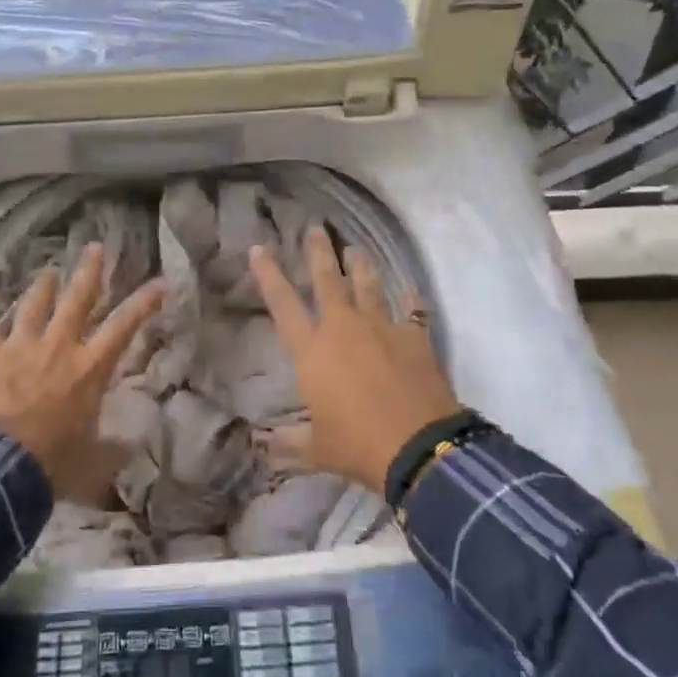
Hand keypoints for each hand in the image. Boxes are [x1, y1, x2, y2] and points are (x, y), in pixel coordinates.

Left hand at [0, 244, 163, 501]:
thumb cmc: (51, 462)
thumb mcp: (93, 461)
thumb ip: (113, 447)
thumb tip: (133, 443)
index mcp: (89, 367)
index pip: (124, 326)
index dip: (144, 302)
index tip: (159, 282)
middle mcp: (59, 346)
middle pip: (78, 299)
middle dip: (89, 271)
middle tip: (95, 247)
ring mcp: (21, 346)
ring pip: (35, 304)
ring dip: (42, 285)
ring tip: (48, 270)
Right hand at [249, 226, 459, 493]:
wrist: (419, 447)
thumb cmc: (357, 445)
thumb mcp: (317, 448)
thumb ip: (289, 441)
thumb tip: (262, 447)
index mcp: (312, 350)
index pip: (283, 303)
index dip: (268, 274)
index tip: (258, 247)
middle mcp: (343, 328)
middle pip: (328, 279)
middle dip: (319, 251)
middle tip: (315, 228)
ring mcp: (381, 327)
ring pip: (368, 285)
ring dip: (361, 265)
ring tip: (356, 249)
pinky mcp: (414, 337)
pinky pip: (411, 310)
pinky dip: (409, 298)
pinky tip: (409, 288)